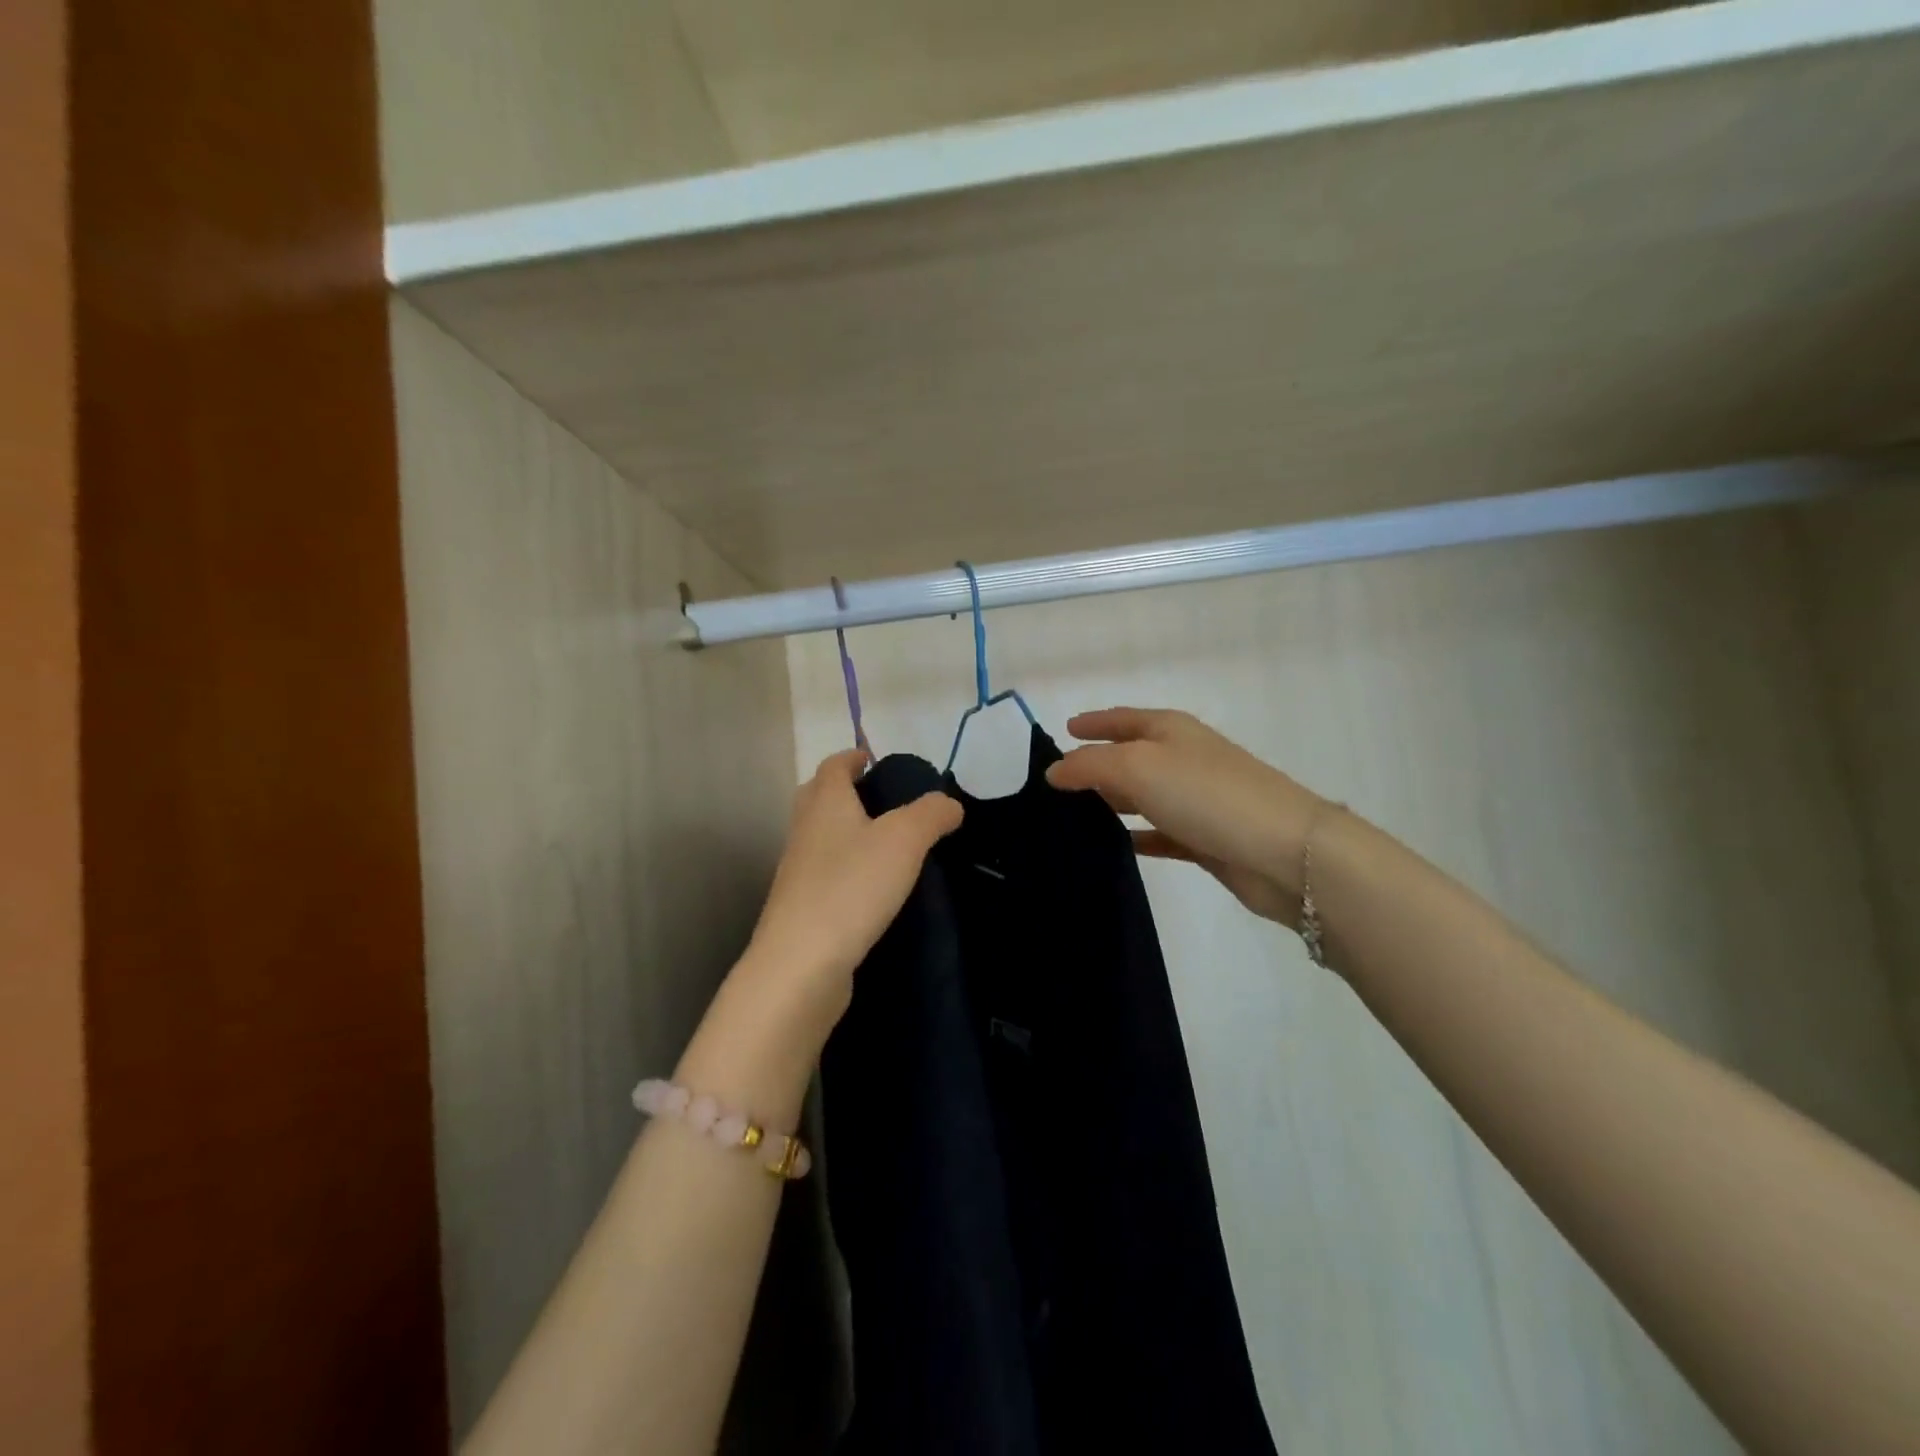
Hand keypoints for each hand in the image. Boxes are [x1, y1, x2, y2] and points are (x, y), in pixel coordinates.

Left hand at [740, 748, 962, 1029]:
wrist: (801, 965)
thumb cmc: (852, 887)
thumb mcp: (904, 839)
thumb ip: (931, 814)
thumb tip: (949, 803)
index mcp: (825, 803)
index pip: (833, 766)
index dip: (853, 757)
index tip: (873, 760)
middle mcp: (805, 831)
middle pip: (818, 798)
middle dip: (844, 792)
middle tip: (881, 801)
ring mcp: (798, 873)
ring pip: (820, 838)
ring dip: (846, 833)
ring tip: (886, 846)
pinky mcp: (801, 910)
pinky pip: (825, 876)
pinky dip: (846, 871)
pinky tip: (873, 890)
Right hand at [1045, 708, 1324, 926]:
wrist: (1285, 851)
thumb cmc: (1206, 794)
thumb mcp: (1137, 767)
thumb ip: (1089, 766)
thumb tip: (1054, 771)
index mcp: (1171, 731)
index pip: (1122, 719)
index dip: (1093, 722)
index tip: (1063, 730)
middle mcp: (1183, 759)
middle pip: (1130, 757)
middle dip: (1095, 765)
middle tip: (1054, 783)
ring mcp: (1196, 800)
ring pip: (1142, 797)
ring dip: (1112, 803)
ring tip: (1071, 816)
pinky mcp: (1205, 839)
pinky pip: (1160, 834)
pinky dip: (1136, 836)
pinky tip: (1113, 847)